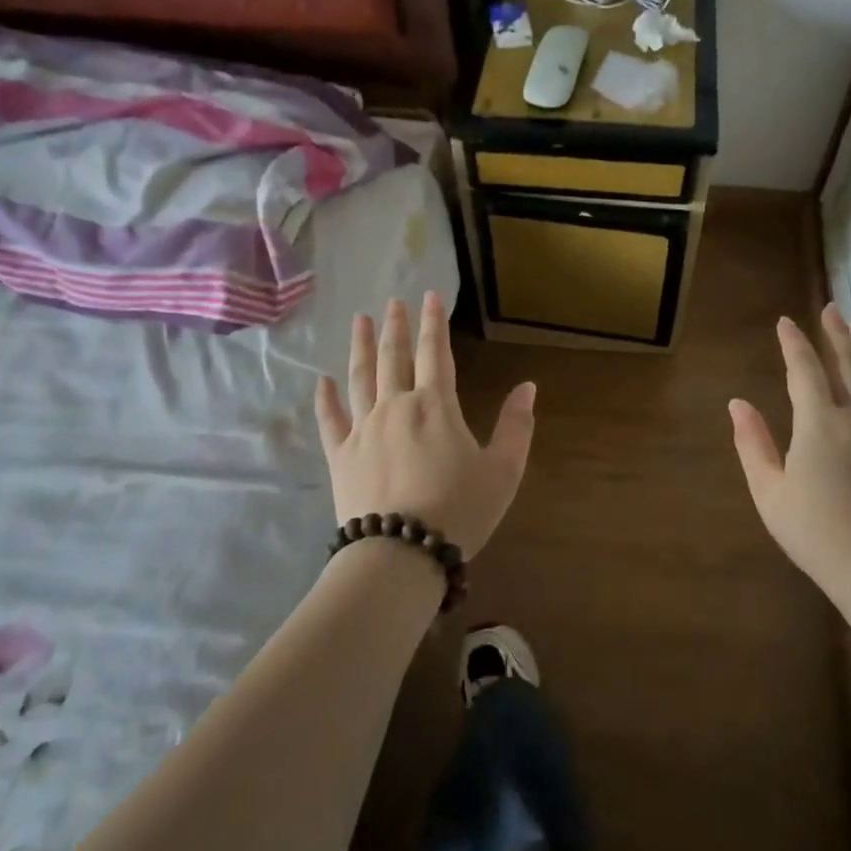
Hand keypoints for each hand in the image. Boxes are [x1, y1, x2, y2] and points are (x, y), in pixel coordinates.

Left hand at [314, 292, 536, 558]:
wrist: (401, 554)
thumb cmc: (459, 511)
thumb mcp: (503, 470)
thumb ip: (517, 426)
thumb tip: (528, 387)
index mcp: (435, 406)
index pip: (436, 352)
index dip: (434, 322)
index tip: (430, 296)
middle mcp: (395, 406)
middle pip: (394, 357)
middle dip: (396, 326)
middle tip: (394, 301)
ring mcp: (363, 429)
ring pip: (360, 377)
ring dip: (361, 346)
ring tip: (361, 320)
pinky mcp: (340, 455)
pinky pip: (329, 419)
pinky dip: (325, 398)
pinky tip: (322, 380)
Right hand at [729, 306, 850, 593]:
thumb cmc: (812, 531)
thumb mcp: (768, 489)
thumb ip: (752, 443)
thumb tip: (737, 403)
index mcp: (817, 424)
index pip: (804, 371)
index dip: (794, 344)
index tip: (785, 322)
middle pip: (847, 367)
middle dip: (837, 335)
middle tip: (833, 309)